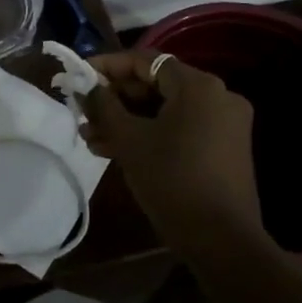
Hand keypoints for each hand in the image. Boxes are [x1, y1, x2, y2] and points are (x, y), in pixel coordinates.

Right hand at [82, 50, 264, 251]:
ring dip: (127, 120)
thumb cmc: (172, 180)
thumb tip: (87, 86)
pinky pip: (179, 128)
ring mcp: (223, 124)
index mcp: (198, 86)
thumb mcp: (129, 140)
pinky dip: (150, 134)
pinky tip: (114, 150)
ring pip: (164, 110)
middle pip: (155, 85)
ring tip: (90, 138)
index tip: (78, 76)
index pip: (144, 61)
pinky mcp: (223, 149)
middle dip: (114, 99)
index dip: (107, 66)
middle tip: (82, 113)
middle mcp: (217, 96)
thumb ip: (104, 106)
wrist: (223, 242)